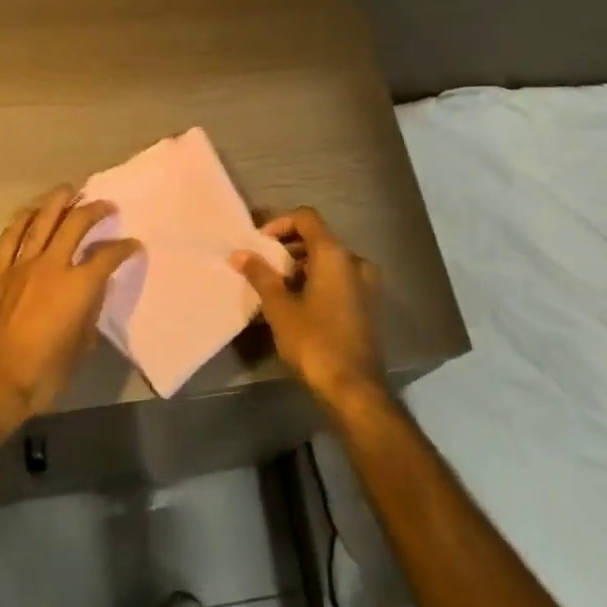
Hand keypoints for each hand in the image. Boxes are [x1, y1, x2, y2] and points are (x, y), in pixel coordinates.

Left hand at [0, 185, 141, 417]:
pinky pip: (10, 238)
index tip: (132, 245)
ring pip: (41, 221)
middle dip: (94, 210)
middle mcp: (51, 266)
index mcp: (78, 286)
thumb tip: (92, 293)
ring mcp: (21, 266)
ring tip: (69, 191)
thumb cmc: (44, 372)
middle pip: (75, 224)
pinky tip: (31, 212)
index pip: (107, 256)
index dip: (124, 248)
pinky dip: (22, 220)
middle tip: (105, 205)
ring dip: (58, 202)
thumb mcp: (81, 346)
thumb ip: (90, 312)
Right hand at [232, 206, 384, 405]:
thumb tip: (239, 254)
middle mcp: (355, 261)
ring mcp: (365, 284)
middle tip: (262, 266)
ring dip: (301, 266)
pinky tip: (295, 304)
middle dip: (287, 248)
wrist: (354, 388)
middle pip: (318, 238)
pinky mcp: (366, 304)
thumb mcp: (279, 308)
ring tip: (274, 288)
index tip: (258, 244)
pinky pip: (338, 279)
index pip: (306, 218)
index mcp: (335, 255)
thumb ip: (260, 275)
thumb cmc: (314, 342)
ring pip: (328, 261)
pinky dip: (316, 281)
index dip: (279, 223)